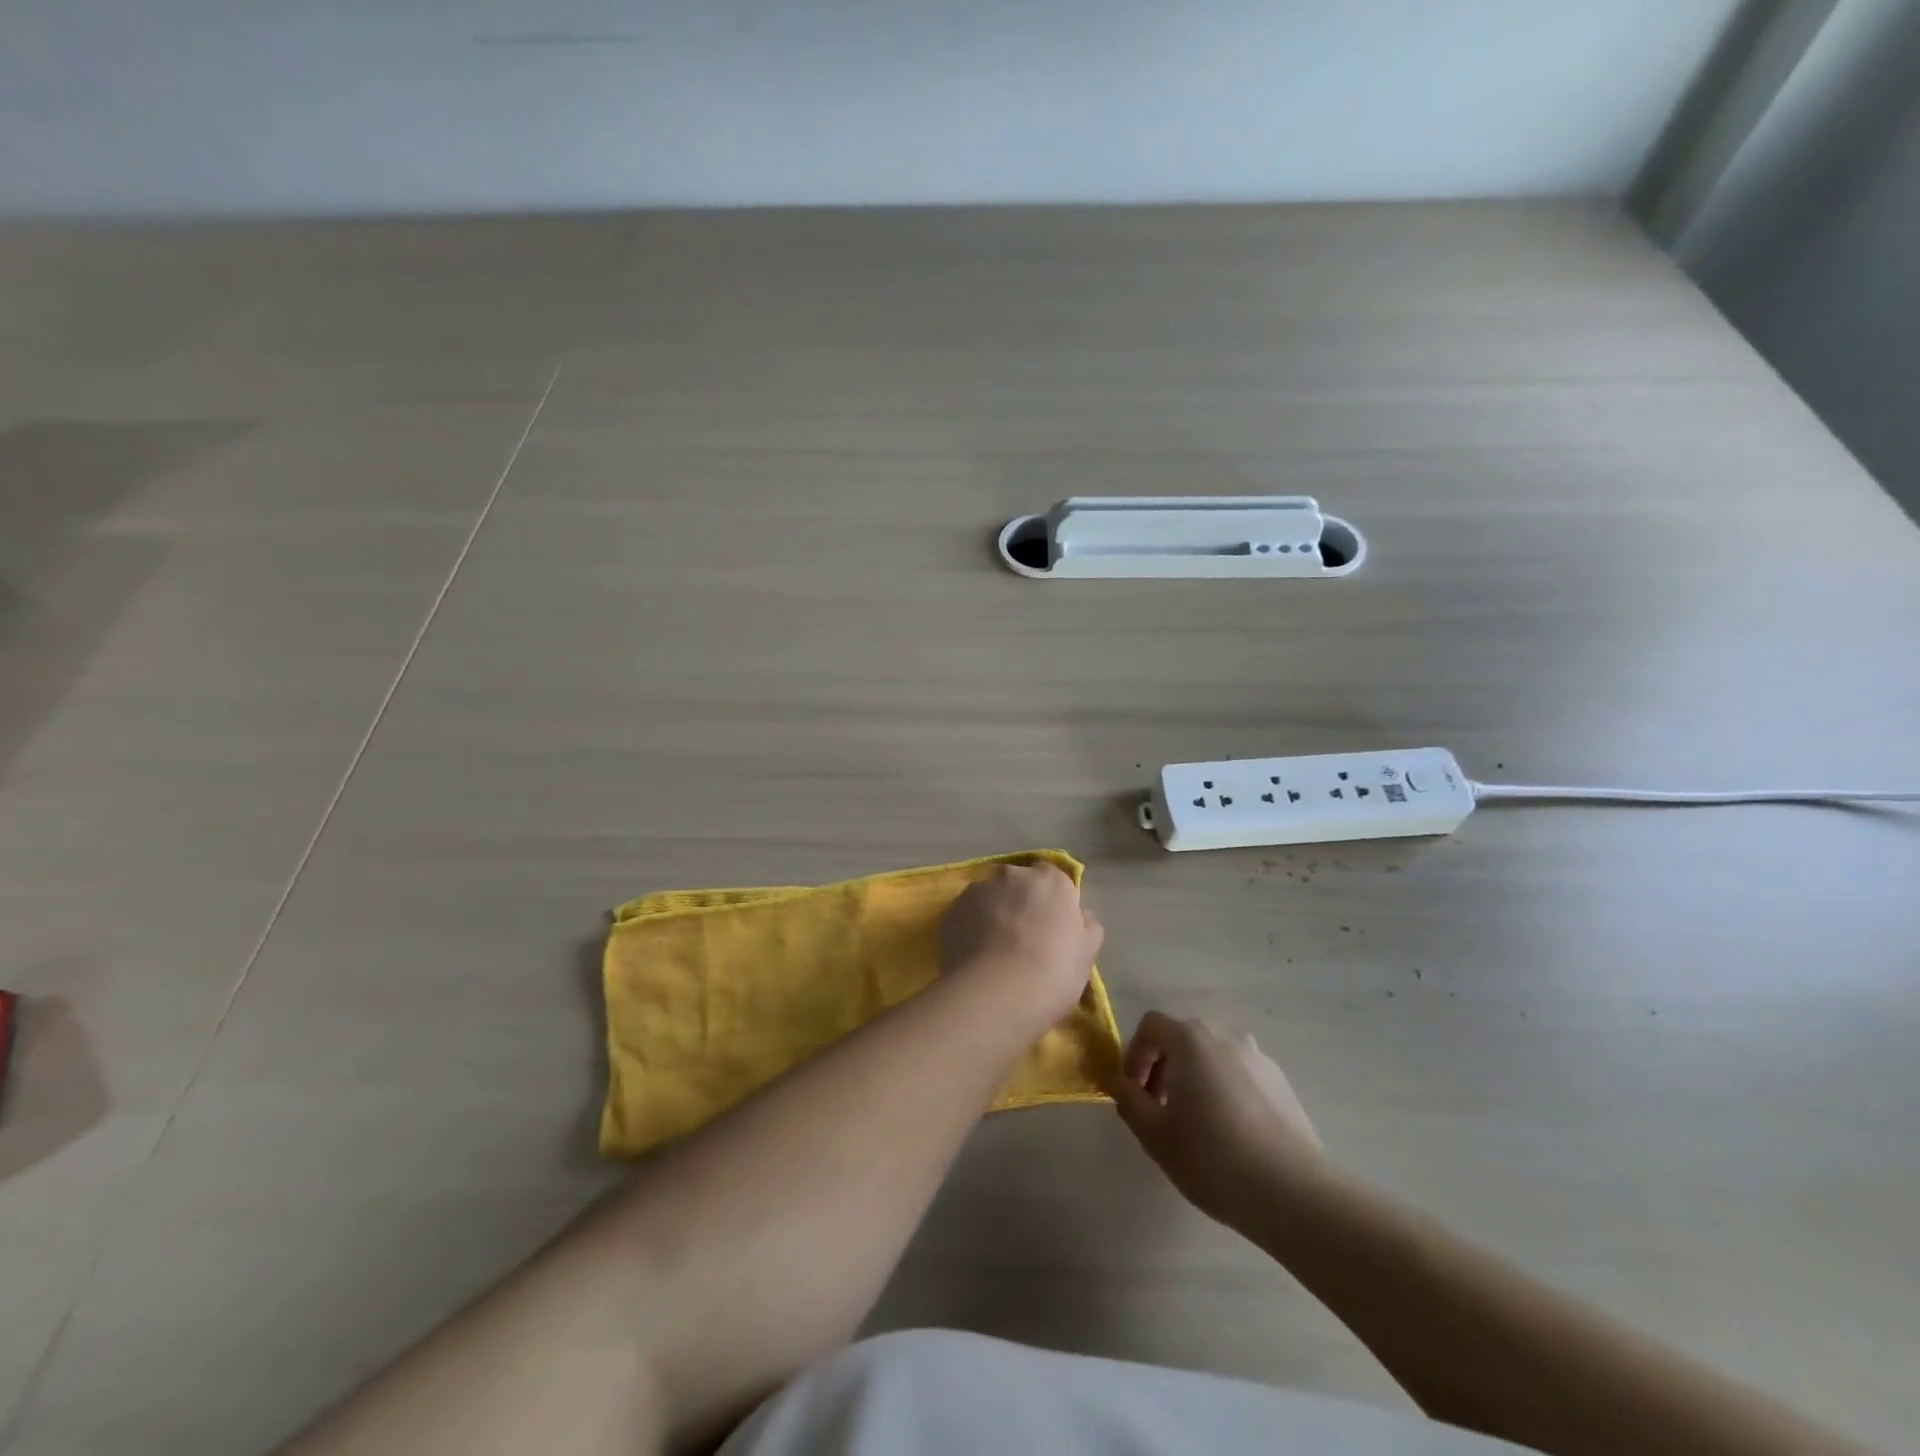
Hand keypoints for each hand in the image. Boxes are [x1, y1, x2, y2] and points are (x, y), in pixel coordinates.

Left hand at [939, 863, 1103, 1025]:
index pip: (1052, 879)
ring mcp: (978, 890)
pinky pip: (966, 915)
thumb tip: (1080, 916)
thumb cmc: (1053, 972)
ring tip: (994, 951)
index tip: (1051, 926)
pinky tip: (975, 956)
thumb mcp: (1087, 953)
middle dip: (1020, 902)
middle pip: (1018, 884)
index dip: (1052, 901)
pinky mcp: (951, 910)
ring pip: (989, 897)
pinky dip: (970, 928)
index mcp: (1051, 880)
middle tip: (1023, 938)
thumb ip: (1086, 926)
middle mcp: (1012, 875)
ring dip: (993, 913)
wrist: (997, 993)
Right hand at [1112, 1011, 1322, 1229]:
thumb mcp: (1155, 1134)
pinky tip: (1232, 1134)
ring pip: (1214, 1057)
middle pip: (1184, 1038)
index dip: (1135, 1054)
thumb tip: (1115, 1080)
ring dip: (1196, 1078)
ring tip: (1197, 1123)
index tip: (1134, 1092)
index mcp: (1191, 1040)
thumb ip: (1128, 1100)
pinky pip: (1241, 1074)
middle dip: (1165, 1067)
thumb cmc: (1212, 1157)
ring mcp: (1259, 1058)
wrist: (1292, 1192)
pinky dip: (1226, 1090)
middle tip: (1160, 1109)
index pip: (1151, 1026)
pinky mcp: (1283, 1083)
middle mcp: (1225, 1036)